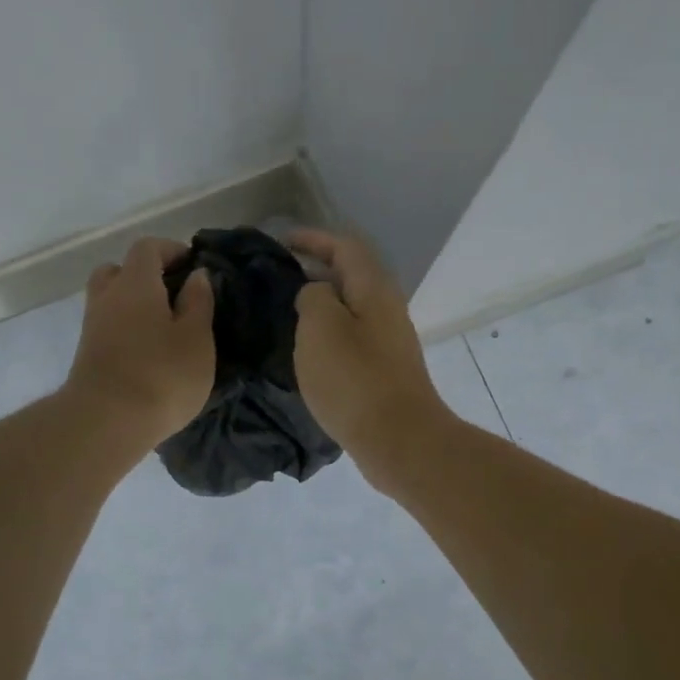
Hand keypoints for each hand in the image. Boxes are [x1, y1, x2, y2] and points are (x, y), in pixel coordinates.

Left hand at [65, 237, 214, 452]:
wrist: (106, 422)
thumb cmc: (162, 375)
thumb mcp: (196, 338)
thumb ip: (198, 302)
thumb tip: (196, 275)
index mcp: (136, 283)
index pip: (147, 248)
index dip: (170, 249)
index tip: (193, 264)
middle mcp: (108, 297)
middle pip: (119, 270)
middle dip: (145, 275)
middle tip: (172, 294)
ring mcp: (92, 326)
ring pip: (110, 300)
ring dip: (133, 304)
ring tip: (163, 326)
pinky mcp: (88, 355)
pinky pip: (108, 326)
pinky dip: (126, 328)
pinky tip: (148, 350)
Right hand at [288, 229, 450, 489]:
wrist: (399, 440)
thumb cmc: (354, 379)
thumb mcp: (321, 327)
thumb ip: (313, 297)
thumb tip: (316, 293)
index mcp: (374, 289)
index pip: (345, 247)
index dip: (314, 239)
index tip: (282, 242)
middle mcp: (387, 309)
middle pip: (352, 276)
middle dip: (317, 270)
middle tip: (280, 278)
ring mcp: (389, 341)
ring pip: (352, 309)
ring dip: (322, 304)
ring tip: (288, 313)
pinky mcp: (384, 371)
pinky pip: (353, 338)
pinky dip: (329, 334)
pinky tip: (309, 352)